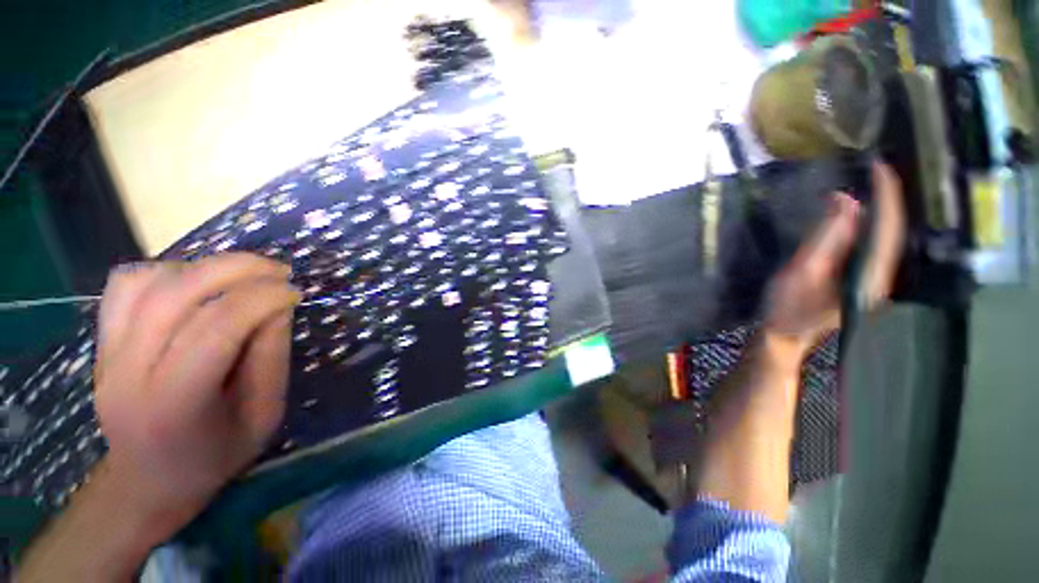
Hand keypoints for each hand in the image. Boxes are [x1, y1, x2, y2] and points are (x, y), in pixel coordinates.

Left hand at [92, 253, 299, 538]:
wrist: (149, 481)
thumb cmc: (215, 455)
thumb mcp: (264, 415)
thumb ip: (272, 357)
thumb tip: (277, 306)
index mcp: (174, 401)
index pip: (217, 326)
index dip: (263, 298)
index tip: (296, 293)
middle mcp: (129, 371)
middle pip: (177, 292)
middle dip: (237, 269)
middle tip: (278, 271)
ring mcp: (107, 353)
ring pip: (148, 281)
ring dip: (205, 267)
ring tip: (242, 277)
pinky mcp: (101, 342)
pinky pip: (126, 285)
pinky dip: (167, 272)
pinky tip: (197, 284)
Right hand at [764, 161, 904, 355]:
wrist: (783, 338)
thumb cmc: (786, 309)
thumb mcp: (802, 271)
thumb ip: (826, 237)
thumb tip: (846, 199)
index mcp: (870, 276)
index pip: (887, 228)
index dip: (886, 195)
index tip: (880, 166)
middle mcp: (881, 277)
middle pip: (893, 232)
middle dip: (888, 199)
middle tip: (877, 170)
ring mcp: (872, 281)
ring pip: (884, 239)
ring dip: (880, 211)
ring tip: (873, 185)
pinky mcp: (860, 281)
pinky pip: (871, 247)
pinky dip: (868, 226)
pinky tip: (859, 215)